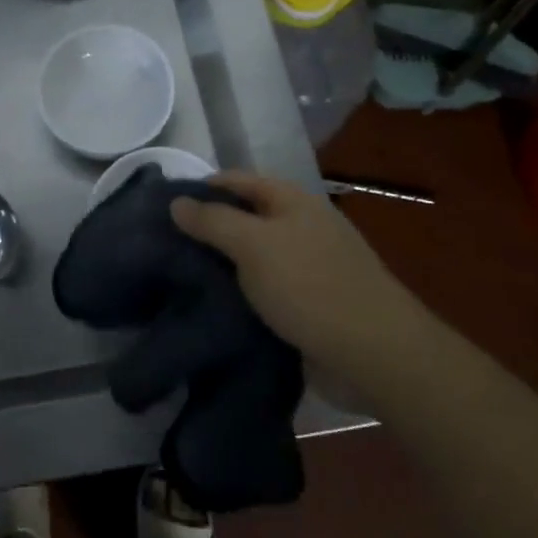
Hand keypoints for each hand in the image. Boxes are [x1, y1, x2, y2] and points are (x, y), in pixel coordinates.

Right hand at [171, 171, 402, 374]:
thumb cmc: (310, 286)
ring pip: (252, 259)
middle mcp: (300, 227)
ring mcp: (307, 268)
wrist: (375, 355)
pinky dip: (240, 297)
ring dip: (222, 268)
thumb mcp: (253, 245)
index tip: (162, 208)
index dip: (200, 189)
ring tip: (178, 278)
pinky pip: (264, 292)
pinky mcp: (308, 306)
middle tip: (163, 247)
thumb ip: (212, 221)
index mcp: (292, 201)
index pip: (236, 181)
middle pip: (244, 219)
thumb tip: (176, 202)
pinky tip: (212, 307)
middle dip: (208, 230)